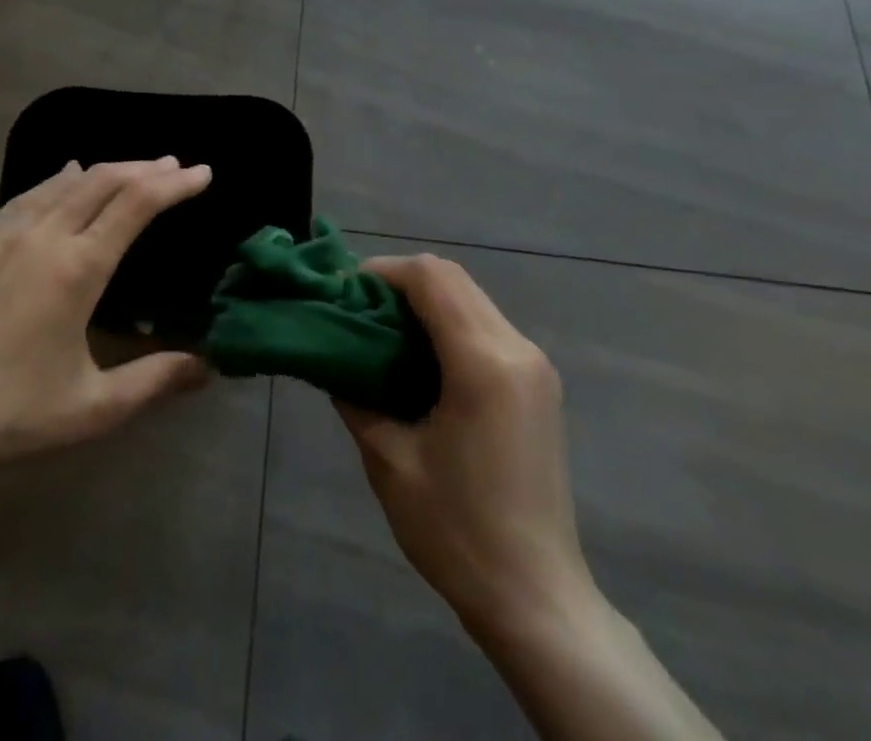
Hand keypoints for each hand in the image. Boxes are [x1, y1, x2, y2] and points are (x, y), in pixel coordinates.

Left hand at [0, 158, 213, 464]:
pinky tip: (63, 178)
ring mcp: (4, 234)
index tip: (202, 173)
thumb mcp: (93, 407)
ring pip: (63, 182)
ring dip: (103, 170)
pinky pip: (27, 196)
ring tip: (129, 169)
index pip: (137, 204)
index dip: (174, 184)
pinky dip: (57, 181)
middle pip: (103, 180)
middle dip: (144, 168)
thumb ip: (154, 380)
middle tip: (173, 166)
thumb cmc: (12, 411)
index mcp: (79, 268)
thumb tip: (207, 368)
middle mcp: (44, 236)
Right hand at [337, 254, 598, 645]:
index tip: (346, 294)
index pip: (430, 277)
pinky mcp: (538, 382)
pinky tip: (421, 359)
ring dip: (425, 301)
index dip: (383, 272)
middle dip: (401, 282)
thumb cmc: (456, 531)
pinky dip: (448, 322)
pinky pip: (485, 325)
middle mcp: (517, 348)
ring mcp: (534, 364)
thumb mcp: (389, 460)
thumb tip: (333, 356)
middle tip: (359, 312)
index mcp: (484, 363)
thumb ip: (356, 394)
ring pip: (470, 297)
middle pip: (452, 277)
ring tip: (384, 333)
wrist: (536, 599)